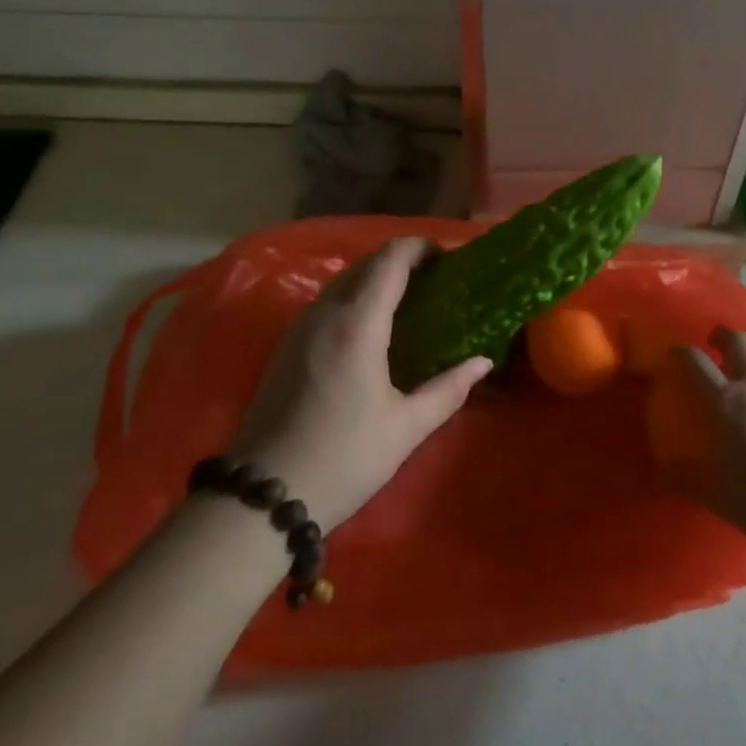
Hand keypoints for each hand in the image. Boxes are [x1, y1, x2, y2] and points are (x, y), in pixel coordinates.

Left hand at [225, 238, 490, 529]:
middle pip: (365, 265)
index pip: (390, 260)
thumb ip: (448, 389)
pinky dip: (354, 298)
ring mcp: (299, 329)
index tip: (447, 257)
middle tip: (434, 280)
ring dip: (375, 279)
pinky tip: (370, 328)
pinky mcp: (284, 347)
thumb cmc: (343, 459)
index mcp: (357, 324)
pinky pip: (325, 303)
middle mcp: (325, 314)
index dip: (419, 248)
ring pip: (342, 282)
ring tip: (407, 300)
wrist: (263, 498)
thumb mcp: (405, 428)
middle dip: (400, 261)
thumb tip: (482, 362)